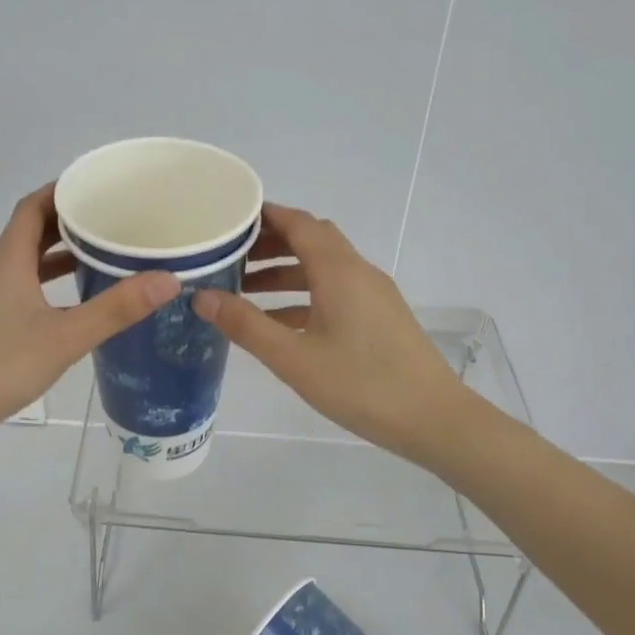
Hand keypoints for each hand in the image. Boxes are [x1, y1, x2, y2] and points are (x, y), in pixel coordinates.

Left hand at [0, 186, 179, 444]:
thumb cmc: (0, 365)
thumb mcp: (65, 337)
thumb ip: (116, 309)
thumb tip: (167, 279)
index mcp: (8, 262)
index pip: (32, 207)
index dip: (60, 191)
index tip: (96, 187)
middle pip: (29, 233)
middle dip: (66, 223)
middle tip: (108, 222)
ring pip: (24, 264)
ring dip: (56, 256)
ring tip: (98, 258)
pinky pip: (20, 289)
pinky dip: (46, 286)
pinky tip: (71, 307)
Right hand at [191, 204, 470, 465]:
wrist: (434, 419)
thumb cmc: (360, 384)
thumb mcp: (293, 357)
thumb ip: (245, 325)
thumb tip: (200, 296)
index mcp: (338, 270)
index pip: (298, 223)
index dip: (264, 215)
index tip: (228, 219)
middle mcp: (357, 271)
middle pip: (311, 239)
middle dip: (270, 242)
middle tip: (229, 254)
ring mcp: (372, 294)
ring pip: (322, 267)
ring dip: (285, 271)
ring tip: (244, 289)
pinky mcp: (379, 317)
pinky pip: (334, 291)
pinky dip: (303, 295)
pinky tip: (278, 322)